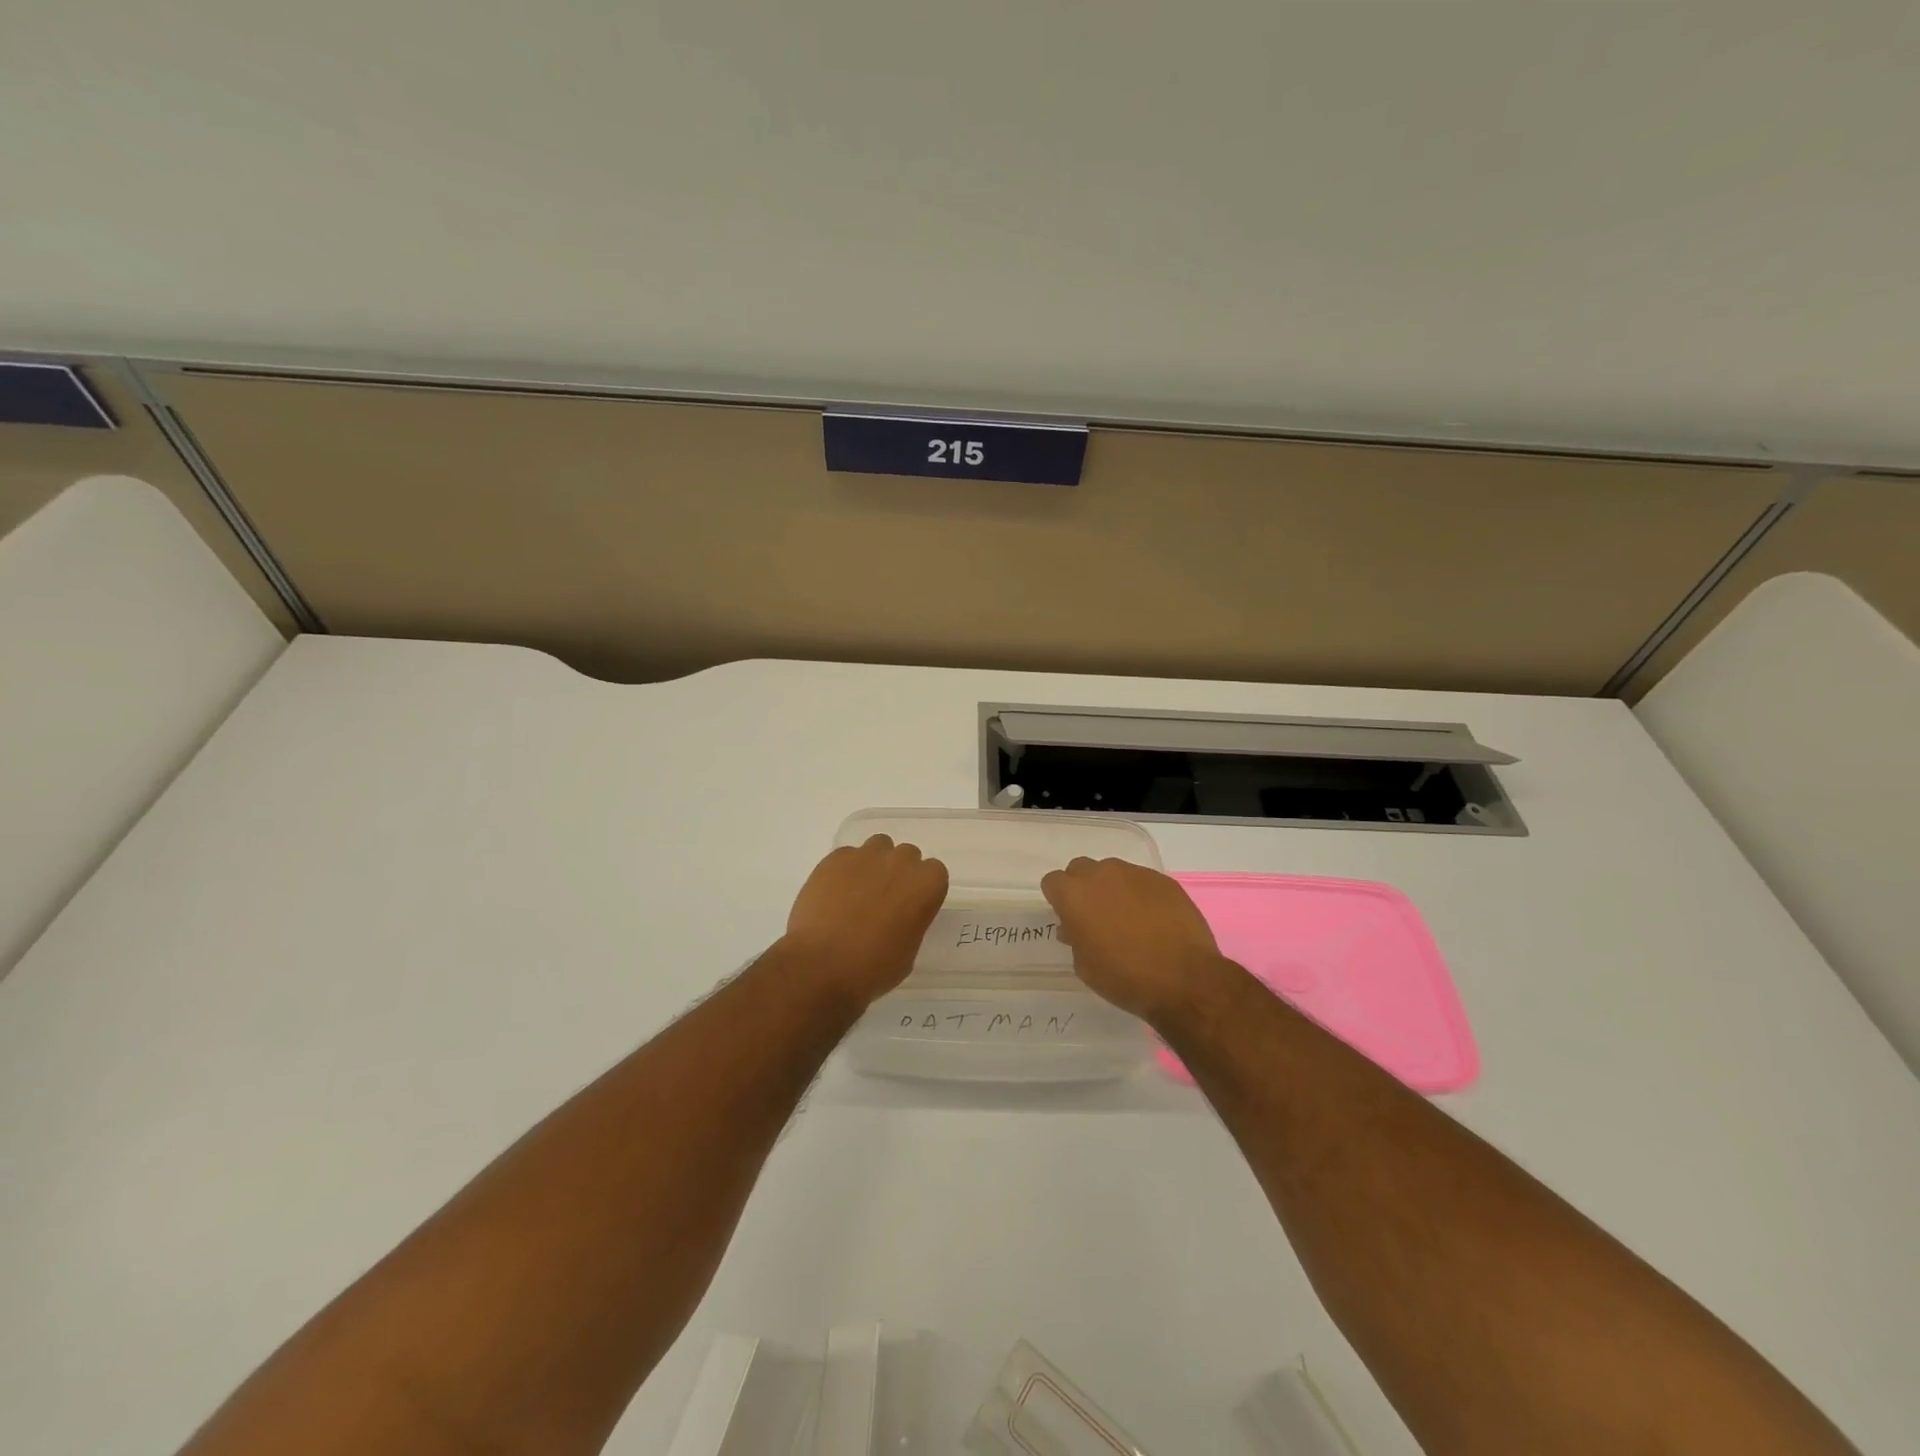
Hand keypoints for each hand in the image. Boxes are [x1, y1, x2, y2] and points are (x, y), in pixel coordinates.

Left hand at [780, 835, 948, 1006]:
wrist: (822, 966)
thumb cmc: (873, 968)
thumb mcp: (908, 951)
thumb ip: (911, 922)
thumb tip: (898, 917)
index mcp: (926, 884)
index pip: (934, 873)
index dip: (920, 889)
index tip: (910, 906)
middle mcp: (901, 861)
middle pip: (906, 856)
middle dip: (898, 873)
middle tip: (883, 900)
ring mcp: (866, 856)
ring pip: (877, 847)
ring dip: (873, 864)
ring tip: (857, 892)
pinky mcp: (835, 858)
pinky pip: (846, 857)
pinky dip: (844, 870)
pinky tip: (833, 895)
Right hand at [1041, 857, 1224, 1023]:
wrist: (1184, 980)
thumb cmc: (1125, 977)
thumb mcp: (1085, 966)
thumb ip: (1074, 938)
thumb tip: (1074, 927)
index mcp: (1074, 894)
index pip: (1053, 882)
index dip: (1059, 900)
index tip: (1069, 919)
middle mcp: (1101, 874)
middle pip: (1081, 869)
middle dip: (1084, 888)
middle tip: (1095, 916)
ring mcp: (1135, 873)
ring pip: (1113, 872)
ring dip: (1113, 889)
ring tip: (1128, 918)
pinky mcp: (1163, 880)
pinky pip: (1142, 881)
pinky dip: (1141, 895)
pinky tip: (1154, 920)